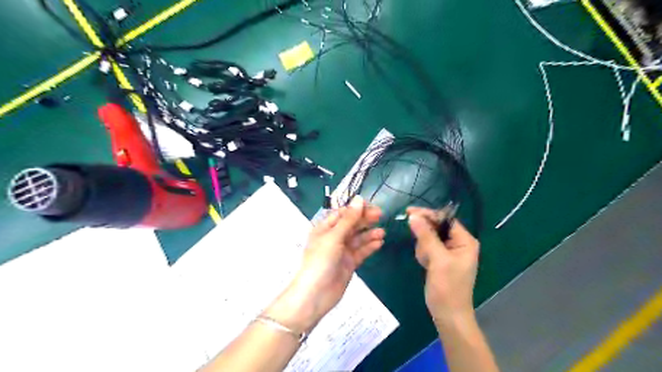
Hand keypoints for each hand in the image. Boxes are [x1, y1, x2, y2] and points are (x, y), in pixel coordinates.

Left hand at [265, 196, 385, 332]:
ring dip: (370, 234)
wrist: (315, 295)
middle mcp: (333, 237)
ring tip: (382, 232)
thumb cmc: (320, 261)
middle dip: (365, 219)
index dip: (356, 209)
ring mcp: (341, 251)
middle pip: (351, 224)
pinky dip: (370, 247)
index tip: (371, 206)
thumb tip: (359, 199)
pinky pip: (361, 251)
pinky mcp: (349, 263)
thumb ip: (349, 219)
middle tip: (380, 216)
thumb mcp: (334, 237)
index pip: (342, 213)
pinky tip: (380, 243)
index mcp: (325, 228)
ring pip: (358, 238)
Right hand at [406, 208, 478, 321]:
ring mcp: (448, 251)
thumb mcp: (438, 260)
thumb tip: (413, 216)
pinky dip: (423, 254)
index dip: (428, 215)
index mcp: (465, 241)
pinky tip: (426, 265)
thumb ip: (426, 236)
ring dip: (423, 248)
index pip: (445, 219)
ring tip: (427, 263)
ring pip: (428, 237)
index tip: (409, 212)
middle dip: (425, 237)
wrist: (447, 314)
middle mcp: (458, 243)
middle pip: (436, 227)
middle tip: (424, 252)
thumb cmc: (448, 288)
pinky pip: (427, 247)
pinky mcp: (440, 258)